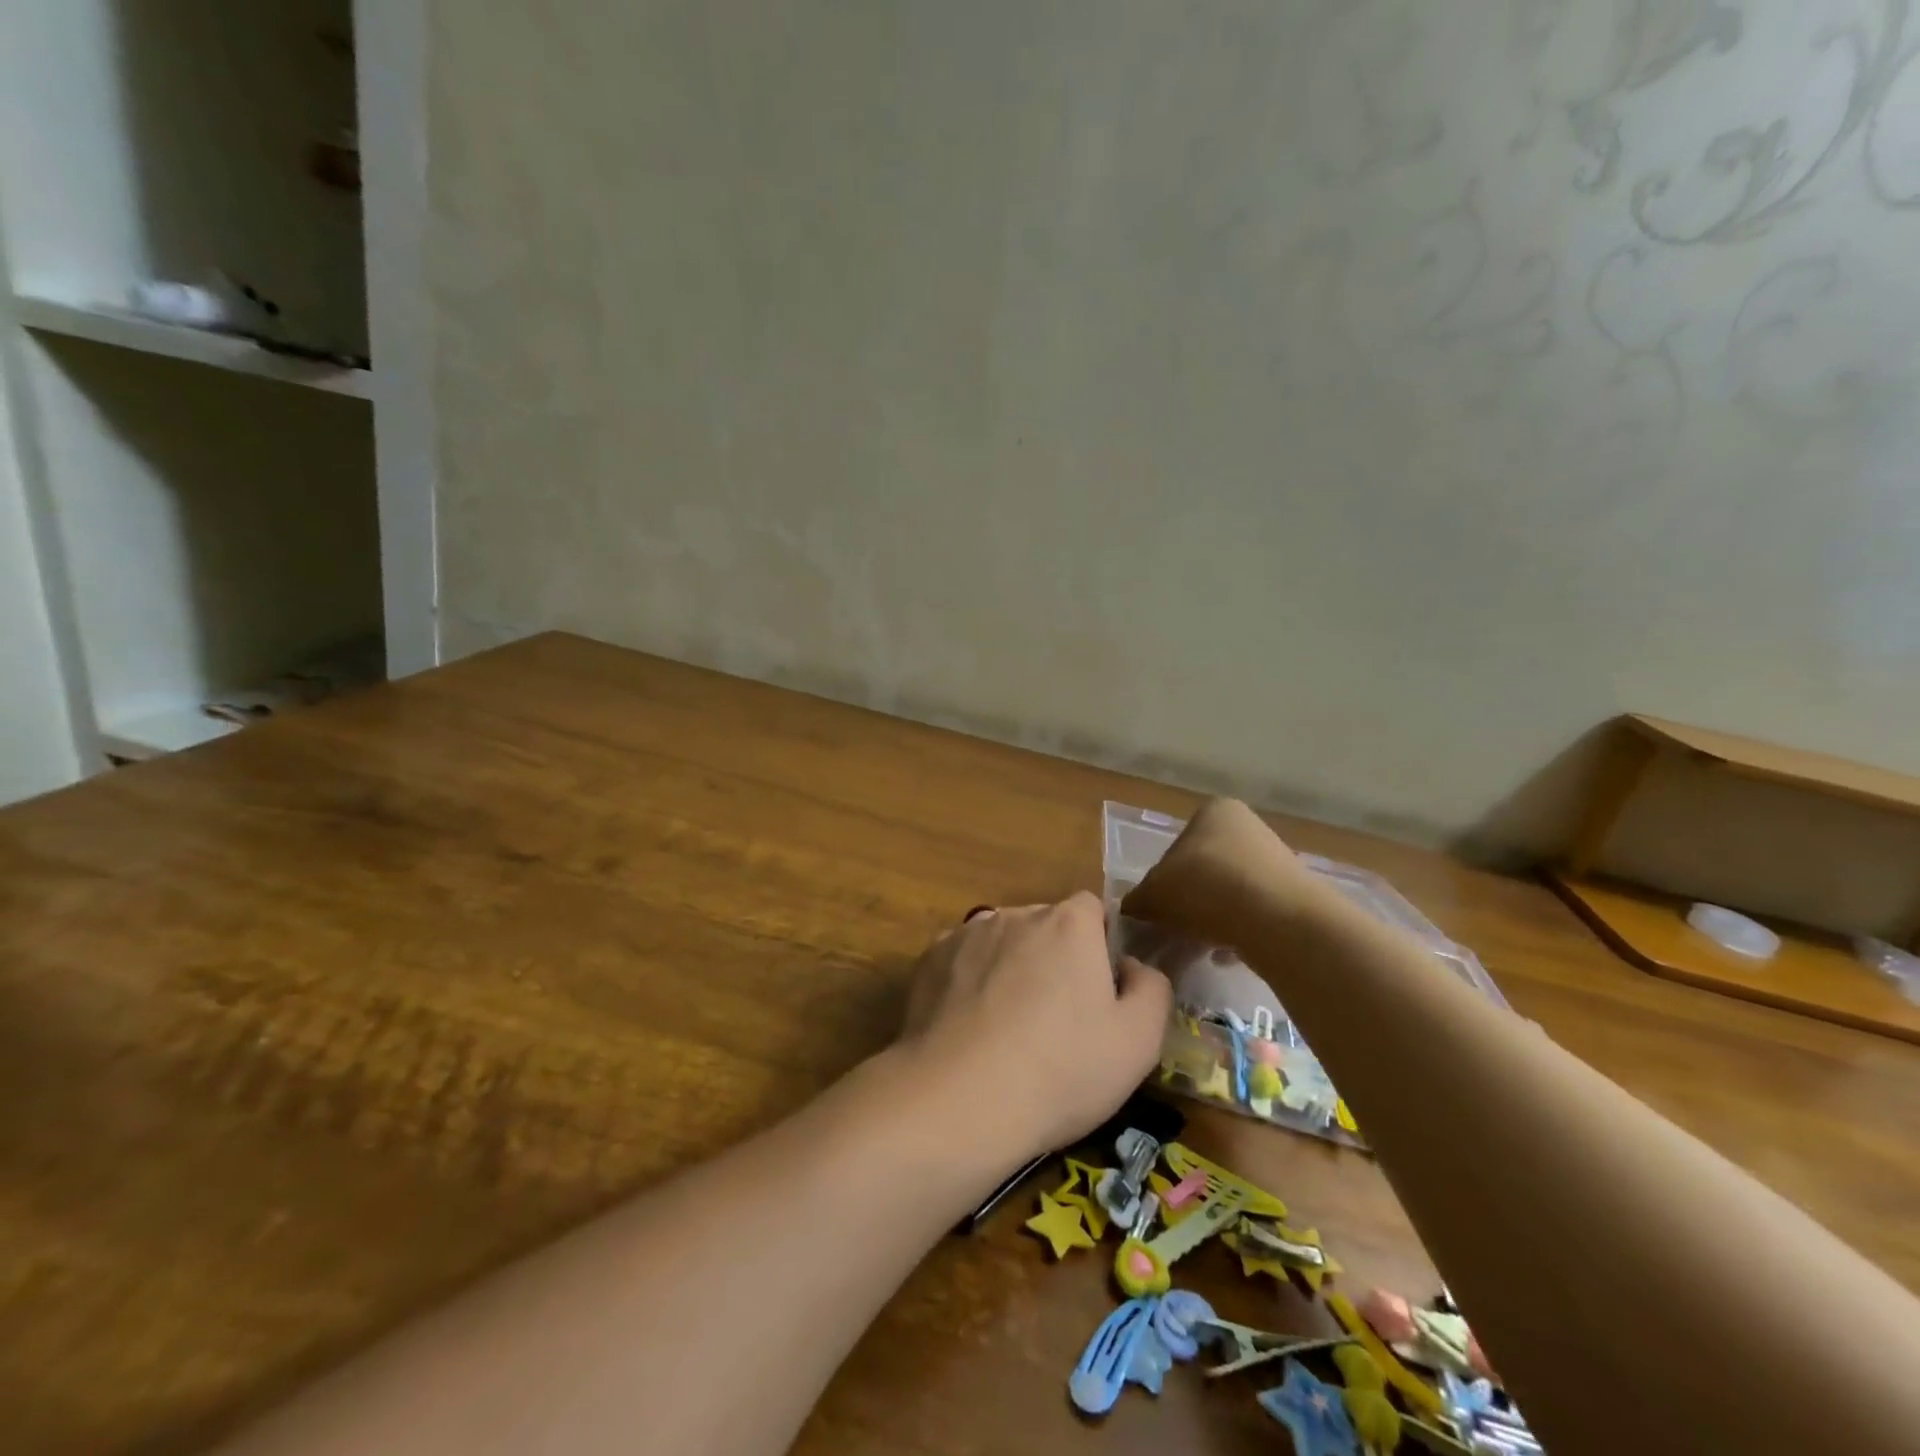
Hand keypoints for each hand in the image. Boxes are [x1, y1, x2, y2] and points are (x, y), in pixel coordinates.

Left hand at [895, 893, 1171, 1164]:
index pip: (1091, 910)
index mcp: (1069, 924)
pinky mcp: (929, 960)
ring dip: (1009, 967)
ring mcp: (966, 934)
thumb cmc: (1060, 1071)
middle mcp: (1015, 914)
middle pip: (1044, 925)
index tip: (1097, 990)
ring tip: (1006, 1027)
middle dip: (1053, 957)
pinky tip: (967, 1028)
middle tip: (1055, 1018)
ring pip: (1000, 942)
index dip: (1098, 945)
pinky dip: (968, 982)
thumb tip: (1131, 966)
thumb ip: (1151, 989)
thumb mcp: (1138, 1043)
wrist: (957, 1100)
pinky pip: (961, 961)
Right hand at [1120, 798, 1319, 944]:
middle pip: (1203, 870)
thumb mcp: (1153, 894)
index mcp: (1212, 812)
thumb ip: (1136, 900)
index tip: (1157, 910)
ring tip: (1198, 948)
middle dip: (1188, 902)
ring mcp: (1275, 860)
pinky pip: (1254, 914)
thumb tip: (1130, 910)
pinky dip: (1238, 931)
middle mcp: (1247, 826)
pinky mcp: (1294, 895)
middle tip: (1173, 931)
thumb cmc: (1205, 888)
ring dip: (1211, 918)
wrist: (1278, 920)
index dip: (1160, 881)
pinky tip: (1227, 954)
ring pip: (1228, 893)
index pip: (1174, 847)